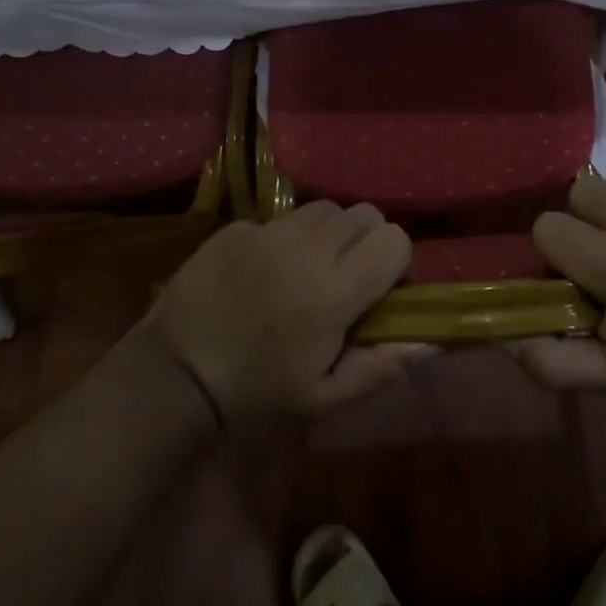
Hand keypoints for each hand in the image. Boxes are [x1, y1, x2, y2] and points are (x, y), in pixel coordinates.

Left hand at [144, 202, 429, 423]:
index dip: (396, 261)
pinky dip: (285, 238)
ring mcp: (270, 231)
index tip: (380, 288)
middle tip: (347, 275)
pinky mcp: (239, 226)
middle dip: (367, 240)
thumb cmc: (257, 390)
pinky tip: (265, 270)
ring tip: (309, 266)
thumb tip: (429, 341)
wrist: (176, 372)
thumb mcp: (324, 396)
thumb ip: (381, 366)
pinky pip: (280, 218)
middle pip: (366, 213)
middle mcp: (309, 247)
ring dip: (330, 233)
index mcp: (336, 289)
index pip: (395, 239)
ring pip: (325, 208)